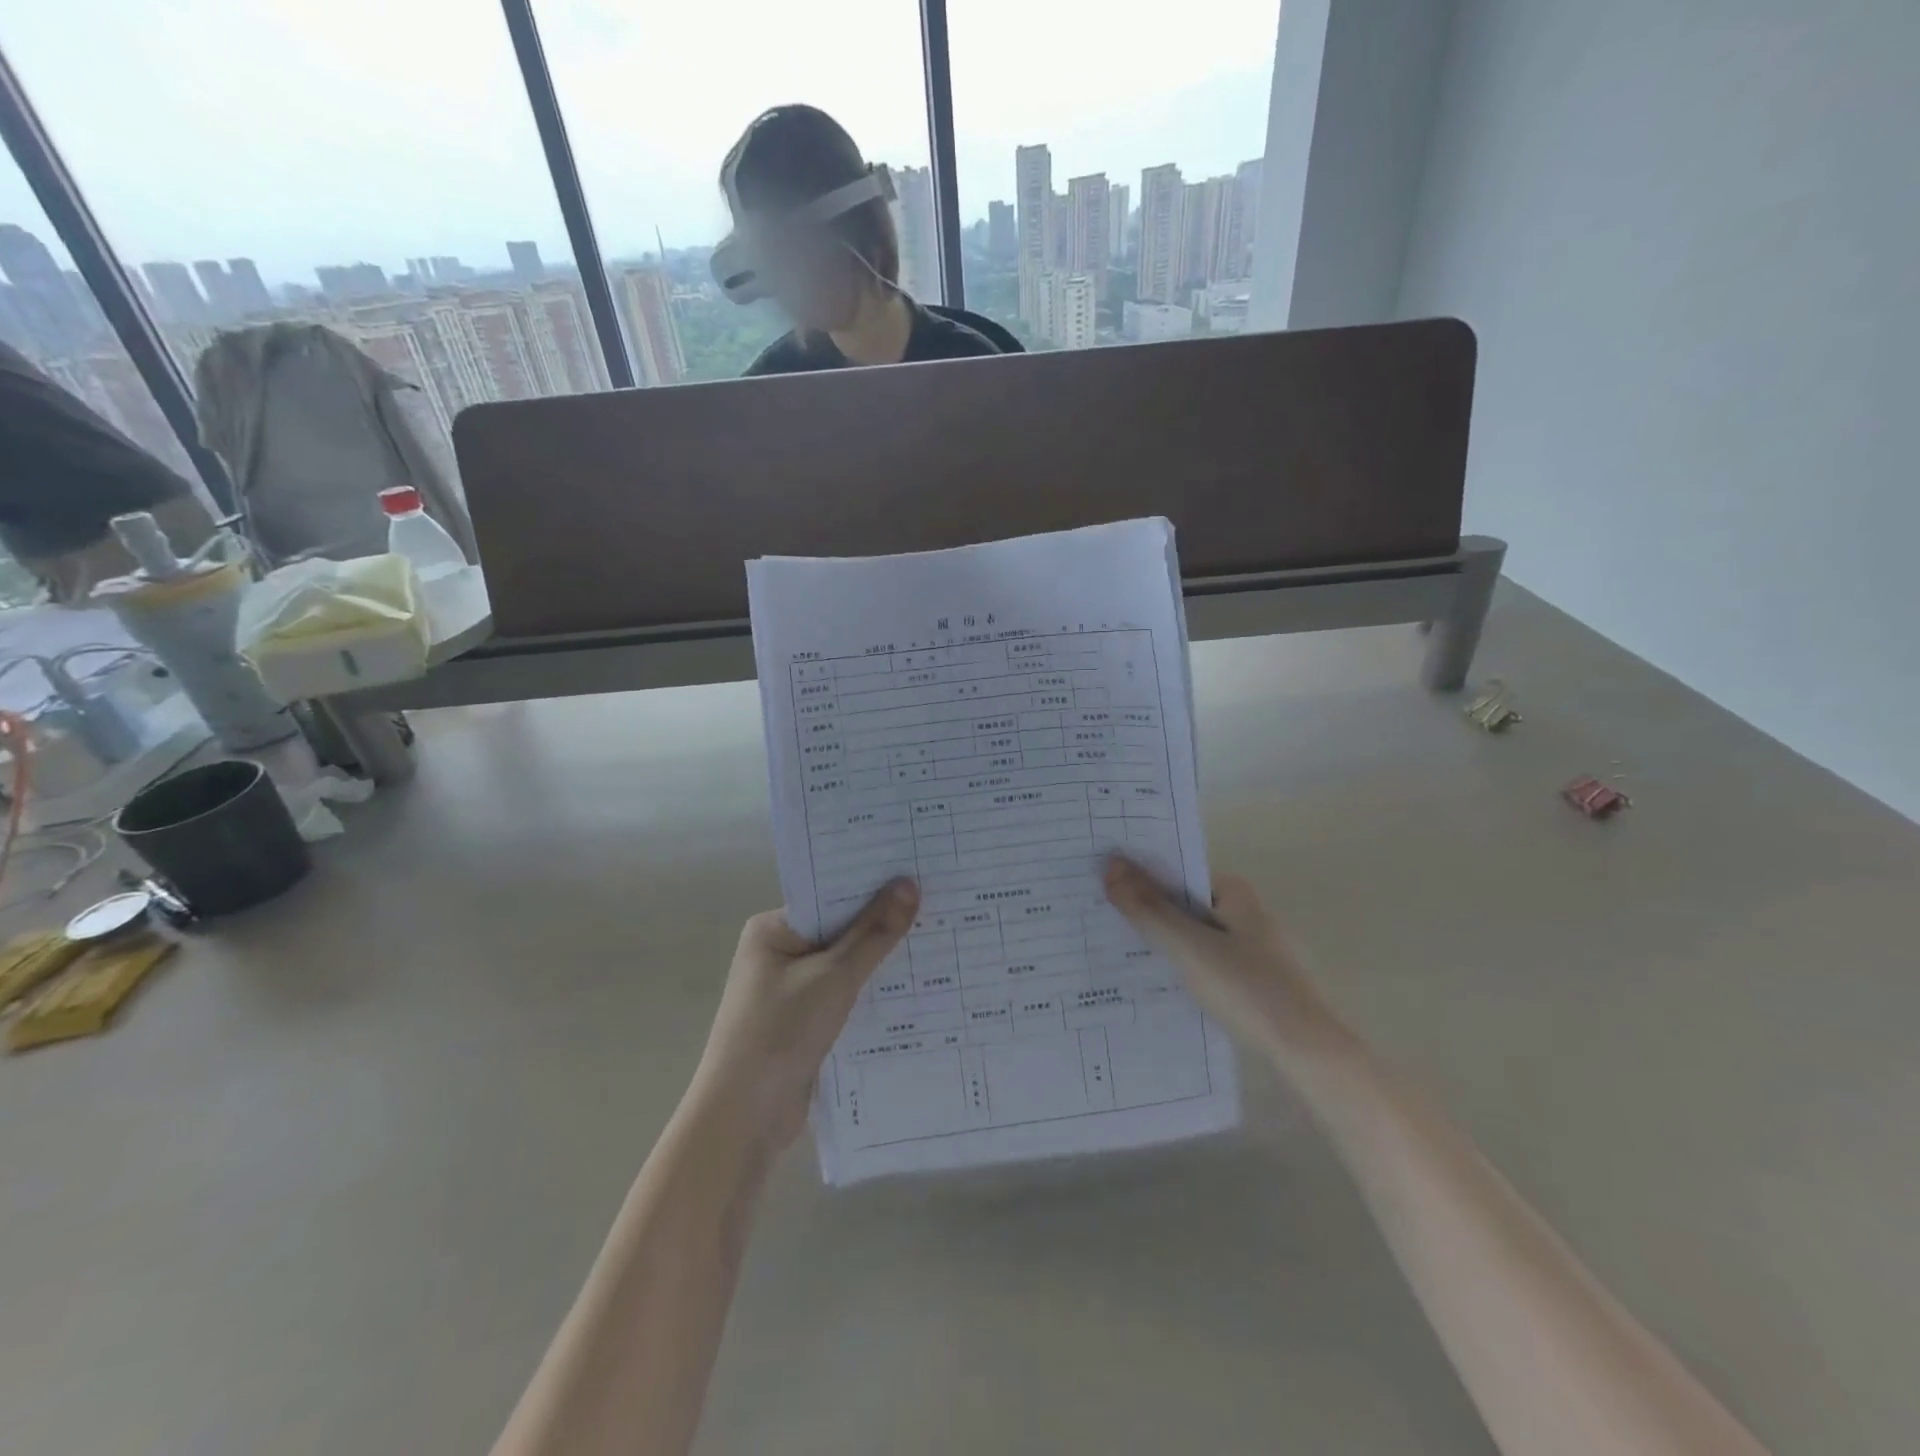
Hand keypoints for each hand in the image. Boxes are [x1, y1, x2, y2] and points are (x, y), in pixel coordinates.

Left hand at [688, 879, 919, 1152]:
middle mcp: (780, 954)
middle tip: (939, 903)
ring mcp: (793, 991)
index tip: (917, 871)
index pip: (830, 896)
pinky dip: (874, 993)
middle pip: (841, 930)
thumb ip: (874, 933)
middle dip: (884, 924)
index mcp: (773, 930)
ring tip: (940, 939)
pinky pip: (847, 996)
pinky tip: (917, 987)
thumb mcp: (833, 977)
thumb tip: (908, 884)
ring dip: (883, 961)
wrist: (743, 1120)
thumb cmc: (779, 1033)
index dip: (872, 885)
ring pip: (848, 966)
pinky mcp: (807, 1024)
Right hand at [1102, 856, 1353, 1071]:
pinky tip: (1160, 984)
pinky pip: (1209, 963)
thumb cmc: (1248, 988)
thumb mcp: (1188, 946)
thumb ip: (1148, 908)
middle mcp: (1248, 913)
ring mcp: (1256, 949)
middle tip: (1101, 921)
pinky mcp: (1258, 981)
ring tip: (1119, 953)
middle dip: (1147, 910)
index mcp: (1236, 893)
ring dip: (1164, 941)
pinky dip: (1184, 966)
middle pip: (1185, 904)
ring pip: (1196, 936)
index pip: (1177, 872)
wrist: (1310, 1053)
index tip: (1102, 886)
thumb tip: (1110, 863)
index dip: (1140, 877)